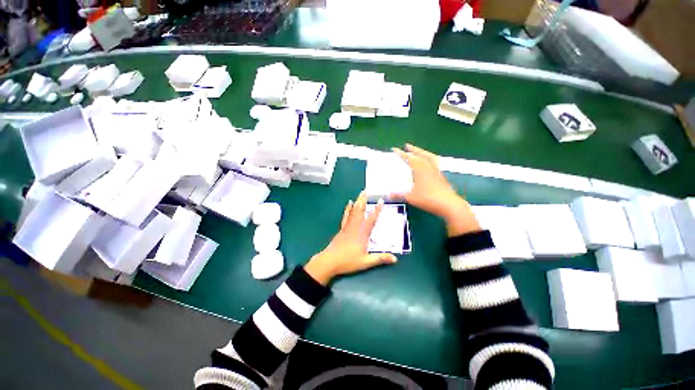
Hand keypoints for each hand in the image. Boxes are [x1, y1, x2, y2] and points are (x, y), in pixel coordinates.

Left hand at [304, 192, 397, 285]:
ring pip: (353, 211)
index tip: (381, 201)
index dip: (377, 210)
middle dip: (364, 200)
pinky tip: (349, 203)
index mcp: (362, 233)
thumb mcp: (366, 262)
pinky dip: (348, 209)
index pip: (372, 219)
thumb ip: (380, 258)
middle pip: (360, 210)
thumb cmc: (348, 261)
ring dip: (357, 201)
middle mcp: (355, 227)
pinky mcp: (342, 228)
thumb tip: (395, 259)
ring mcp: (347, 226)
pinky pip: (346, 216)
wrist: (329, 261)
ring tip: (360, 193)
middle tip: (366, 190)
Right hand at [391, 144, 480, 236]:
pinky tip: (428, 163)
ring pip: (429, 157)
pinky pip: (434, 162)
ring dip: (422, 152)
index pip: (409, 158)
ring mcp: (436, 171)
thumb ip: (399, 195)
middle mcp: (428, 167)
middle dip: (413, 149)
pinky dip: (429, 158)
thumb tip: (388, 195)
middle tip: (407, 145)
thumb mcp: (411, 198)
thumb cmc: (428, 199)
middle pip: (420, 154)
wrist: (449, 204)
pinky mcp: (441, 175)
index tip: (394, 149)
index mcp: (420, 170)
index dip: (401, 153)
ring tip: (418, 151)